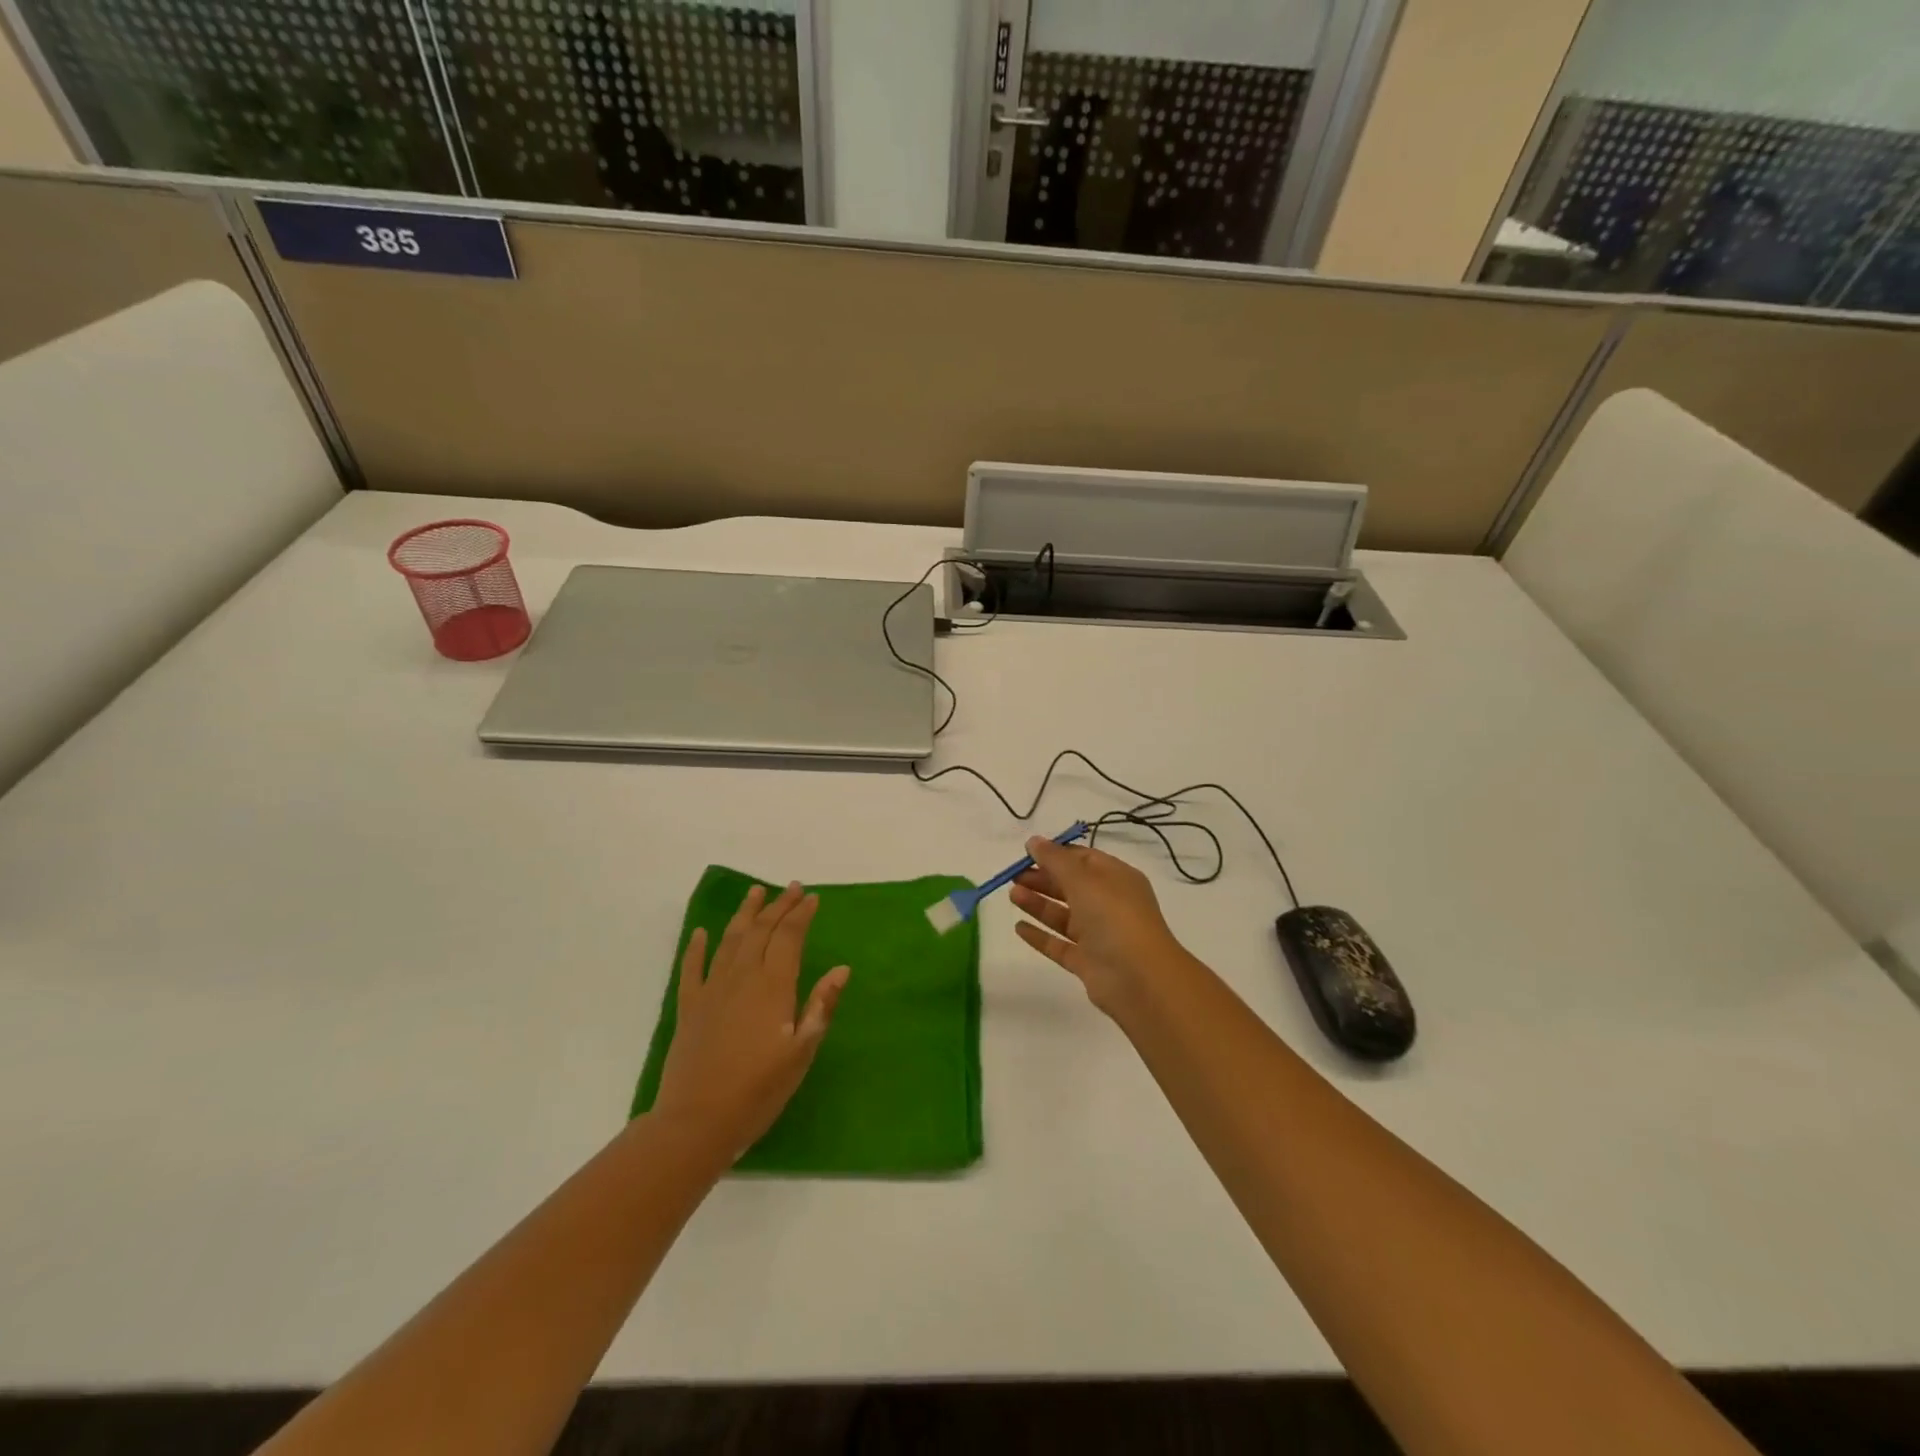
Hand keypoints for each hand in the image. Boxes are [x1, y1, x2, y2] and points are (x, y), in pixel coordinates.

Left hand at [652, 882, 849, 1161]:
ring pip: (730, 940)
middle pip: (761, 930)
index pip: (789, 937)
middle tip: (792, 888)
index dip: (801, 915)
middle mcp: (742, 977)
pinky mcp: (690, 1007)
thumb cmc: (759, 1090)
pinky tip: (701, 933)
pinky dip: (697, 947)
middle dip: (778, 906)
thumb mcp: (801, 1052)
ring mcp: (712, 990)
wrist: (696, 1122)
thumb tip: (842, 969)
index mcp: (773, 986)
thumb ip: (820, 1006)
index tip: (812, 898)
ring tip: (755, 892)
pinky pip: (693, 968)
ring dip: (744, 914)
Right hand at [1009, 836, 1192, 1016]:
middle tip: (1013, 876)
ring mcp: (1099, 935)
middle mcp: (1109, 904)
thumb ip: (1055, 860)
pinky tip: (1018, 927)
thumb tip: (1033, 841)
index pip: (1083, 859)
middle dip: (1042, 878)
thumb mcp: (1083, 879)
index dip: (1056, 854)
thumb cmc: (1113, 916)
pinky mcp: (1087, 962)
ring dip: (1038, 904)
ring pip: (1063, 915)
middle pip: (1071, 886)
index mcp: (1116, 878)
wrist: (1139, 978)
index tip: (1027, 853)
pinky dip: (1040, 936)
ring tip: (1012, 895)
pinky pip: (1059, 944)